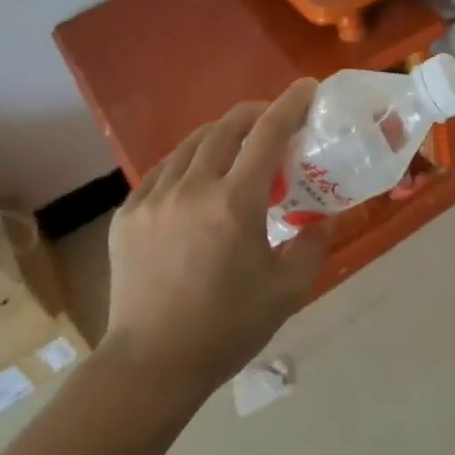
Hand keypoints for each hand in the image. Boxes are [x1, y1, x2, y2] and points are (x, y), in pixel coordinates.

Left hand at [105, 79, 325, 392]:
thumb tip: (326, 218)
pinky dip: (189, 162)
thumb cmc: (226, 329)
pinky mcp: (128, 214)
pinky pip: (164, 170)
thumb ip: (314, 246)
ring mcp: (153, 199)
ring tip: (239, 147)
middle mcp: (192, 188)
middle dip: (257, 113)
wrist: (150, 366)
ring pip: (192, 144)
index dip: (291, 104)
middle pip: (227, 127)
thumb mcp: (287, 291)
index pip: (268, 134)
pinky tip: (198, 178)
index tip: (307, 88)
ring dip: (222, 134)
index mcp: (234, 203)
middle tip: (276, 120)